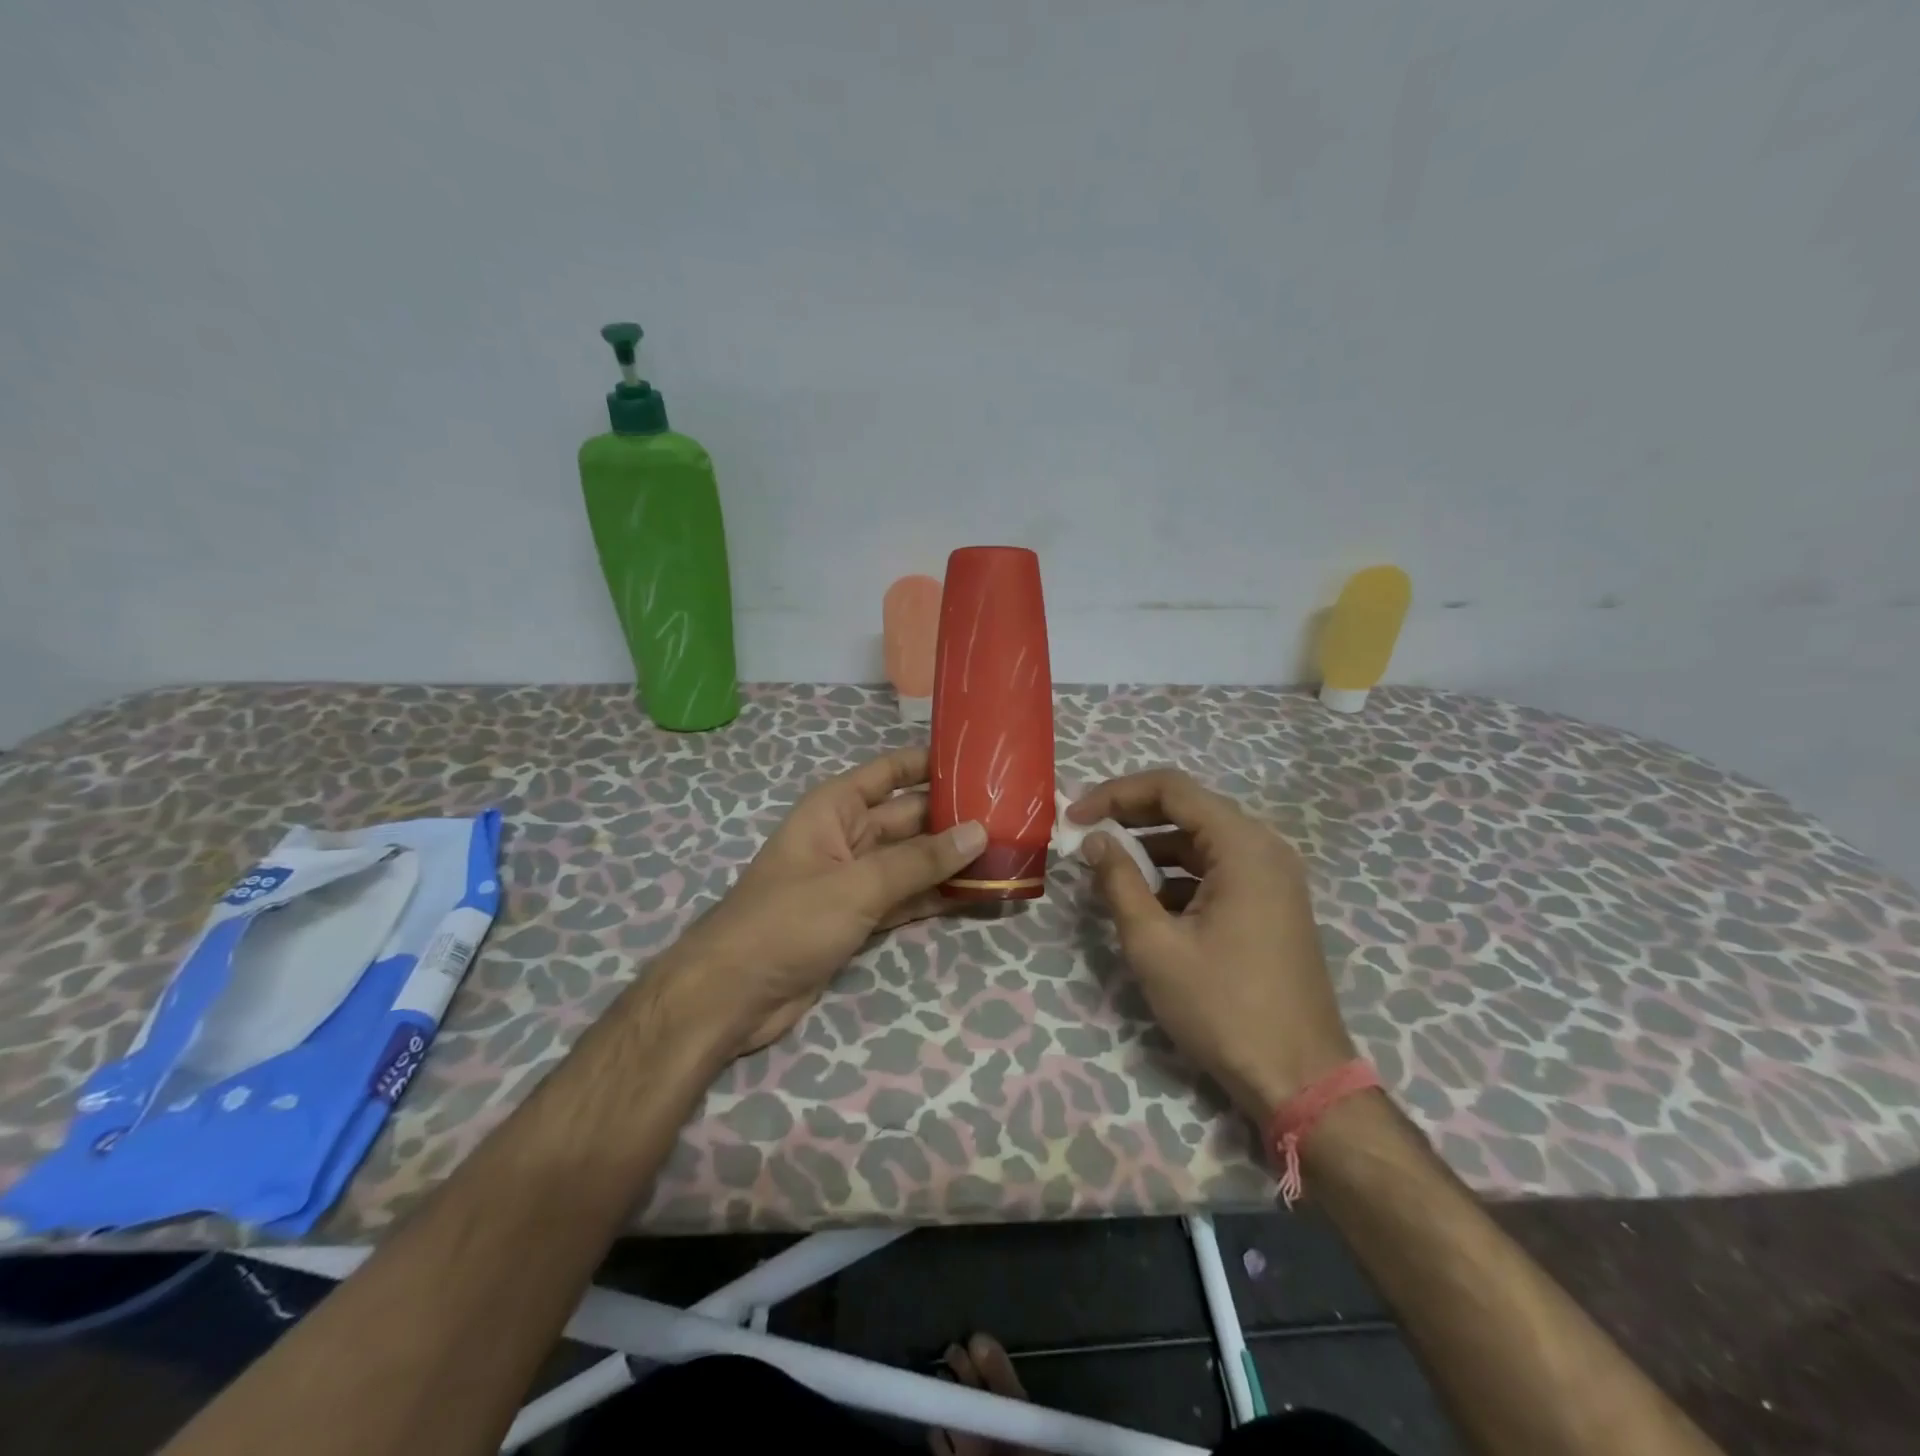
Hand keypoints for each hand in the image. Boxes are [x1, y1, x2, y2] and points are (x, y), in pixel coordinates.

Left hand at [658, 747, 984, 1059]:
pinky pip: (907, 897)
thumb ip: (919, 861)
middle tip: (1012, 815)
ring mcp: (855, 879)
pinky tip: (978, 894)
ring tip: (1007, 853)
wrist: (734, 995)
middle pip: (910, 818)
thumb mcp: (857, 885)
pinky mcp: (860, 917)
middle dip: (954, 817)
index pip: (891, 772)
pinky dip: (937, 896)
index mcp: (836, 808)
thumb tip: (978, 831)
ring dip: (952, 860)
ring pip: (913, 861)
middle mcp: (848, 836)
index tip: (980, 759)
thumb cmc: (788, 921)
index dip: (930, 762)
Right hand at [1068, 769, 1355, 1119]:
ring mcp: (1273, 877)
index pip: (1171, 789)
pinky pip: (1217, 870)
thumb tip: (1094, 840)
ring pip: (1201, 842)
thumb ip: (1119, 882)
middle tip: (1085, 837)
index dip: (1116, 794)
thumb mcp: (1154, 944)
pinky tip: (1146, 902)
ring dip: (1152, 849)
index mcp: (1243, 846)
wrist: (1299, 1079)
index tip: (1075, 817)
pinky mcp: (1271, 904)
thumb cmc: (1222, 1007)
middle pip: (1188, 809)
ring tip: (1107, 871)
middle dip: (1131, 818)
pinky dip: (1178, 875)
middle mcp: (1264, 848)